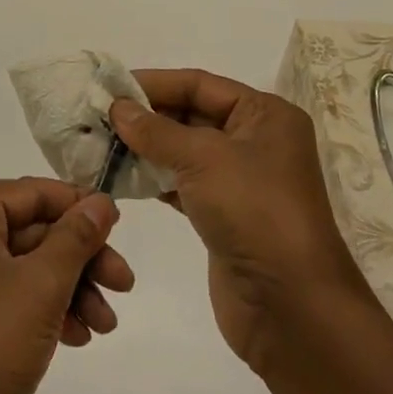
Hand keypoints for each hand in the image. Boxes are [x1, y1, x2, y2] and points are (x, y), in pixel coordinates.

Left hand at [0, 178, 133, 393]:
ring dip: (72, 288)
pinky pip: (15, 296)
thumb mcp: (41, 286)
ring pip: (29, 266)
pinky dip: (48, 310)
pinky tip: (79, 337)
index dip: (78, 206)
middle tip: (125, 284)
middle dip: (81, 258)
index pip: (31, 193)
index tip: (120, 226)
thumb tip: (101, 200)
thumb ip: (75, 237)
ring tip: (106, 324)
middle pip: (33, 230)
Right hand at [110, 70, 370, 372]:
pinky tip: (121, 176)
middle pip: (191, 114)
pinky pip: (182, 183)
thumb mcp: (203, 159)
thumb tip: (117, 107)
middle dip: (146, 116)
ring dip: (145, 147)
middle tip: (99, 116)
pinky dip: (154, 177)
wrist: (293, 310)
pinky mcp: (224, 216)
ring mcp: (240, 181)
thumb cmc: (255, 213)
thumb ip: (156, 130)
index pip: (199, 84)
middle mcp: (255, 141)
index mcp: (264, 115)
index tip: (110, 87)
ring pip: (184, 150)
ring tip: (101, 143)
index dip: (154, 83)